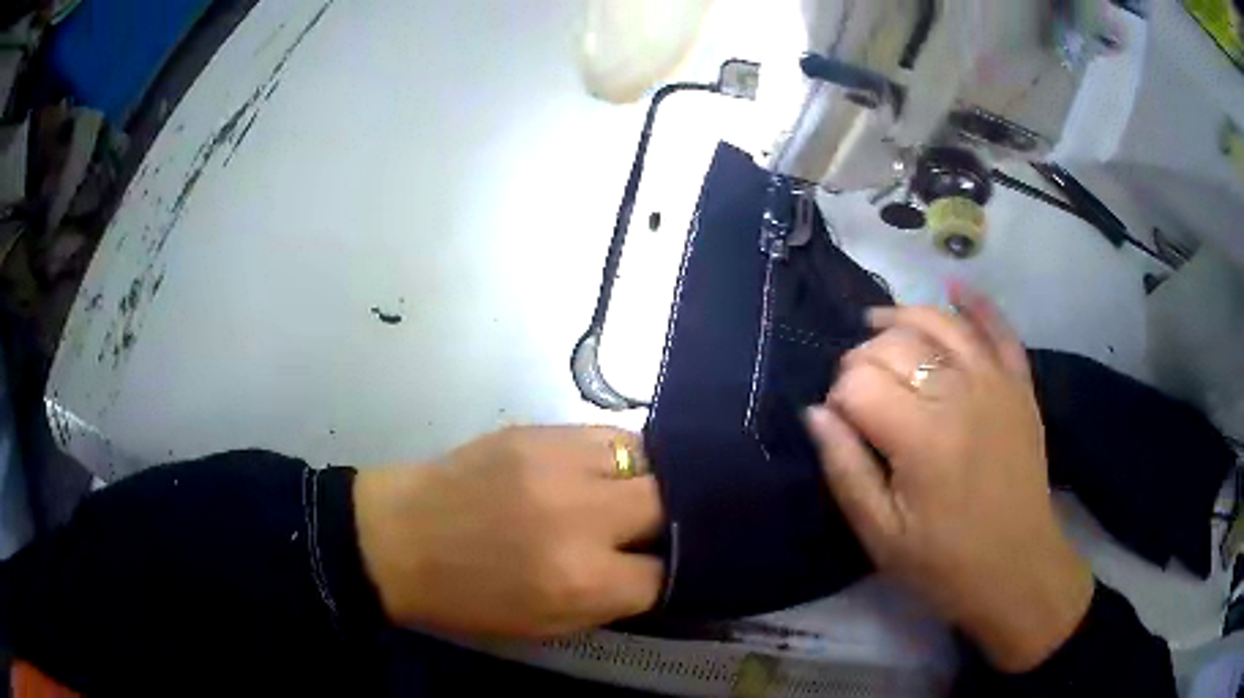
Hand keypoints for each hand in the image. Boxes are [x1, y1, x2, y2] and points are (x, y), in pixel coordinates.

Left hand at [353, 426, 663, 638]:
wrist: (397, 538)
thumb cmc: (467, 597)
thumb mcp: (546, 624)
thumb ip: (611, 600)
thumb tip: (656, 570)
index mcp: (582, 580)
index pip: (665, 572)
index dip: (667, 574)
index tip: (658, 570)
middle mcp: (582, 517)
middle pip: (669, 506)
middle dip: (671, 522)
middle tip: (653, 529)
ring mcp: (560, 465)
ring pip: (649, 460)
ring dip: (651, 483)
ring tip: (633, 495)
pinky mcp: (539, 431)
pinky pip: (609, 435)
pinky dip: (619, 457)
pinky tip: (603, 471)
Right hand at [805, 286, 1093, 672]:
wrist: (1017, 568)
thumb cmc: (943, 562)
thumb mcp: (880, 533)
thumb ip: (845, 468)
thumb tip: (815, 412)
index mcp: (921, 436)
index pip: (858, 382)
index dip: (838, 396)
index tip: (840, 425)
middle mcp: (959, 392)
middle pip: (894, 344)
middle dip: (862, 358)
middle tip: (858, 393)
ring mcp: (995, 381)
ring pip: (939, 322)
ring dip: (903, 317)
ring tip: (878, 325)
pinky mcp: (1019, 385)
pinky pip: (998, 328)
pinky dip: (975, 302)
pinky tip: (952, 286)